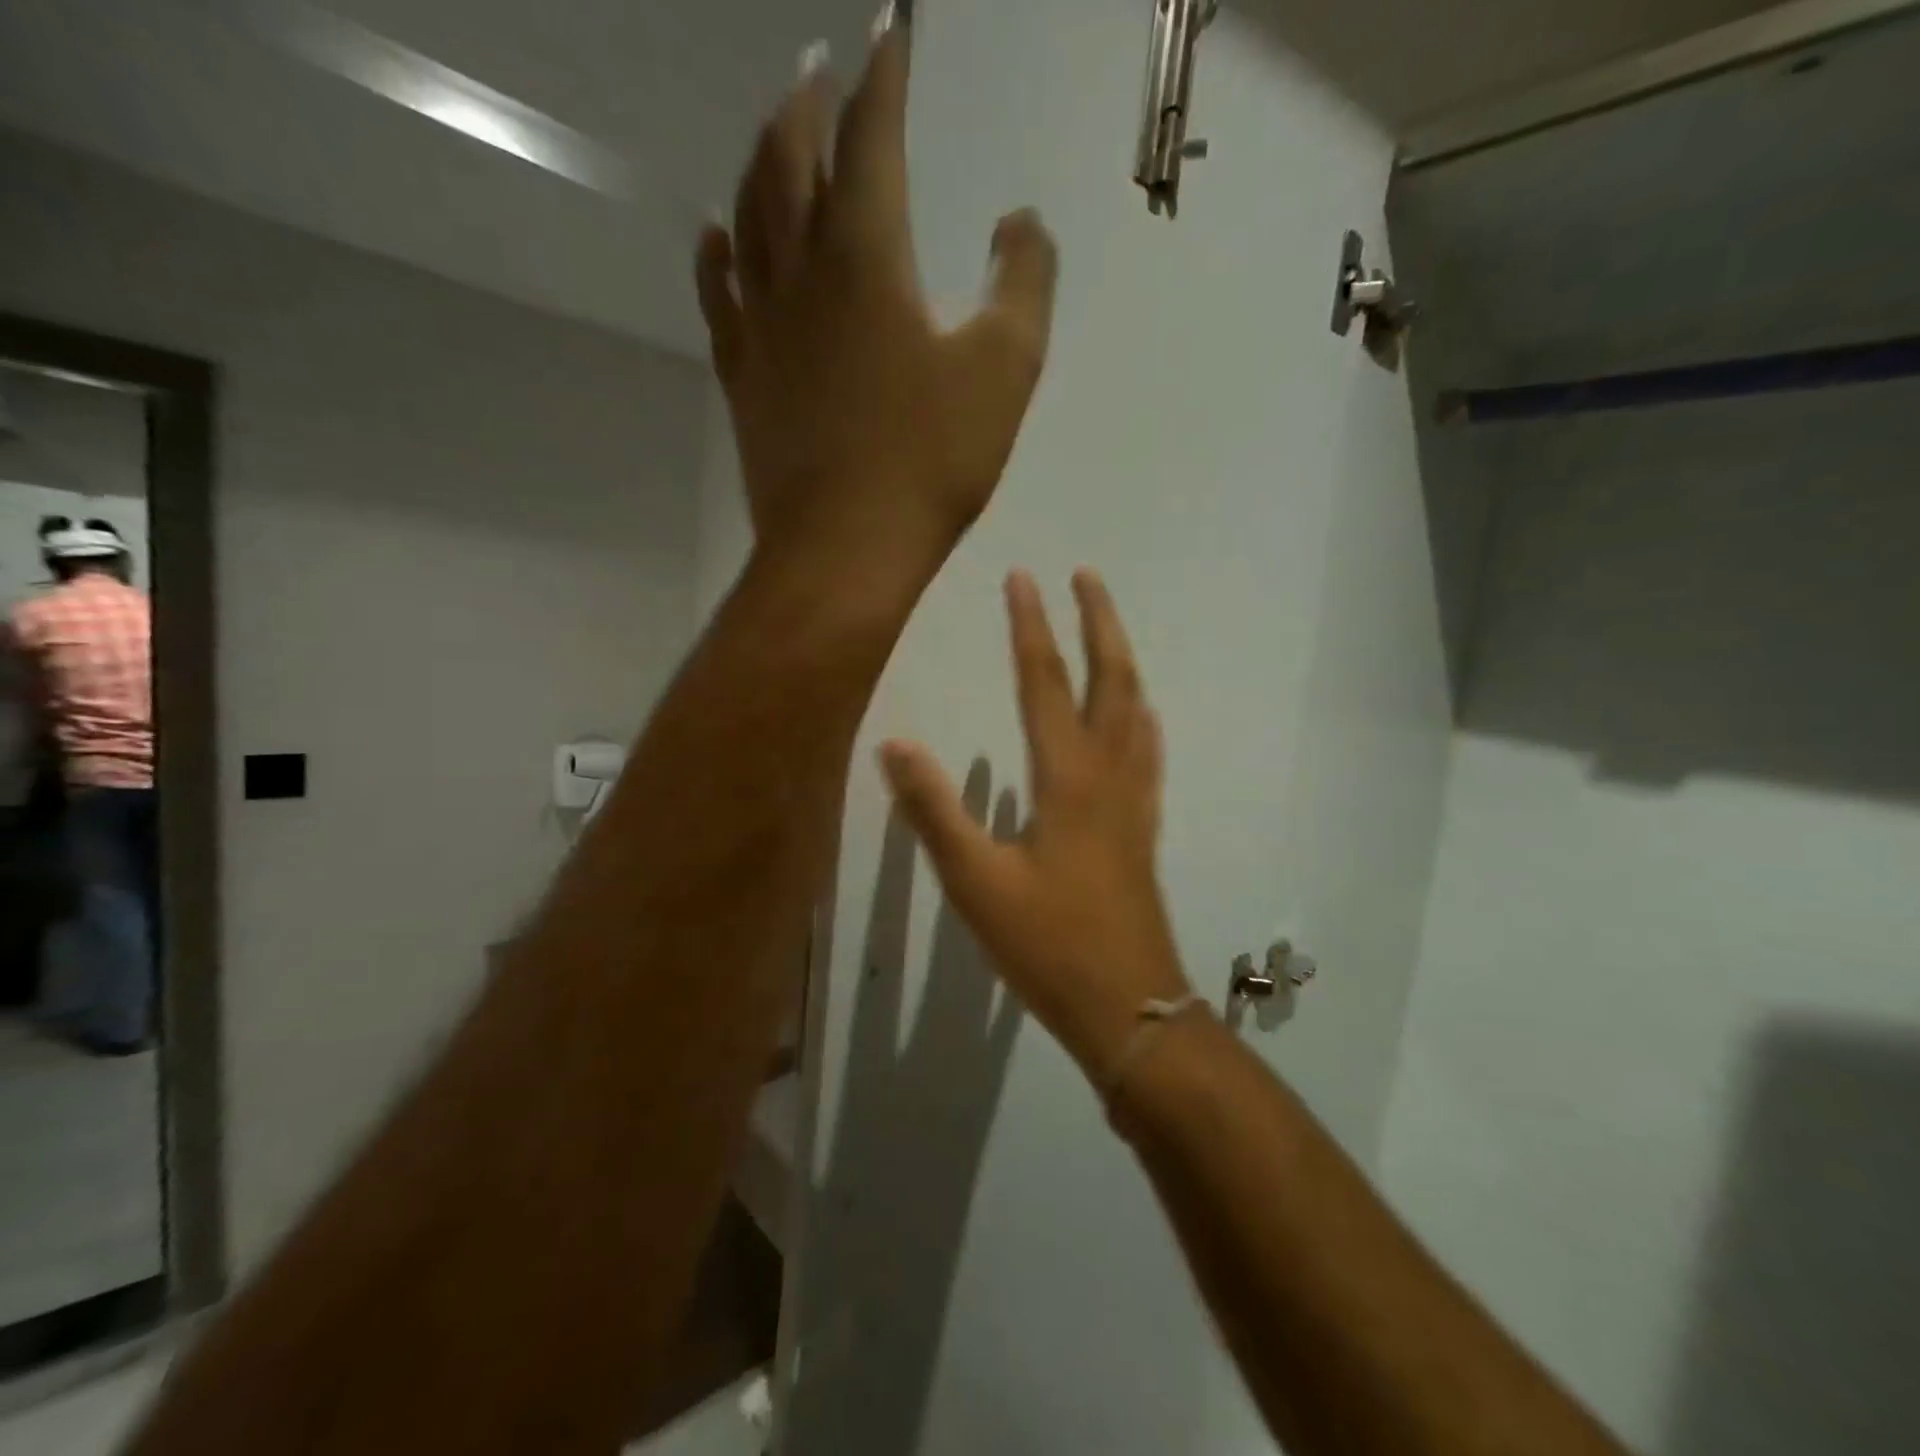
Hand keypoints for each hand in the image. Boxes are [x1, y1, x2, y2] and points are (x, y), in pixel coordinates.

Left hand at [695, 27, 1058, 569]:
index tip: (891, 30)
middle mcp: (800, 271)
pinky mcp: (743, 377)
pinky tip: (719, 233)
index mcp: (866, 255)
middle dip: (808, 99)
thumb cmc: (930, 463)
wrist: (846, 549)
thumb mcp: (1006, 370)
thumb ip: (1024, 281)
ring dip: (761, 158)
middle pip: (791, 157)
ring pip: (749, 213)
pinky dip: (718, 251)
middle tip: (818, 62)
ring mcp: (761, 326)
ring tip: (775, 129)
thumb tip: (1019, 221)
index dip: (884, 74)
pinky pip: (720, 293)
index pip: (871, 135)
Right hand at [879, 570, 1190, 1079]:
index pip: (1044, 683)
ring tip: (1110, 629)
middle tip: (1087, 577)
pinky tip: (1140, 715)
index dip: (1031, 627)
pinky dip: (1142, 716)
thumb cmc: (1047, 945)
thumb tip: (893, 744)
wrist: (1127, 1006)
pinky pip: (1147, 751)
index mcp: (1067, 779)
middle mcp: (1109, 775)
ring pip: (1137, 711)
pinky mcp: (1143, 828)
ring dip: (1123, 660)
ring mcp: (1134, 801)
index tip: (1023, 578)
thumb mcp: (975, 882)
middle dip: (1099, 623)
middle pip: (1112, 680)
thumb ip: (934, 811)